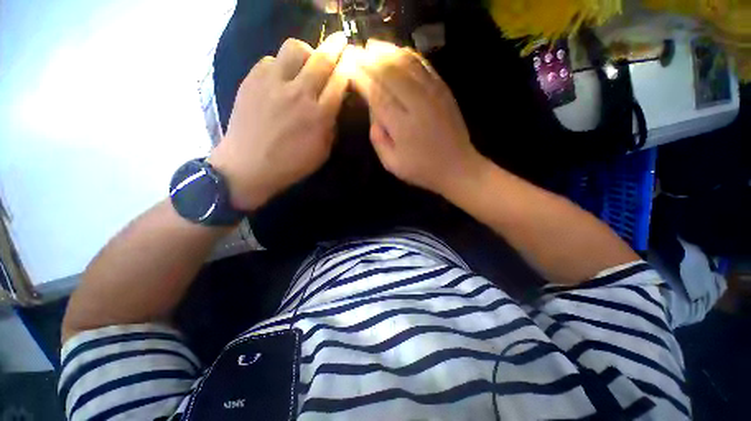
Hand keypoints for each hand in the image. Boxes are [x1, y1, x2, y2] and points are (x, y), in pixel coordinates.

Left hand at [209, 33, 348, 210]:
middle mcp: (299, 93)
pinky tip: (280, 79)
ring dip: (306, 52)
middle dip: (335, 46)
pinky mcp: (252, 80)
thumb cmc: (290, 165)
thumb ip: (330, 127)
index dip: (348, 68)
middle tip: (340, 42)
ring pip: (294, 48)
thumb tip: (332, 108)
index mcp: (319, 115)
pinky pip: (270, 60)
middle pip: (321, 59)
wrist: (248, 166)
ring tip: (305, 63)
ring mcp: (273, 83)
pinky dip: (279, 65)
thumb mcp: (322, 153)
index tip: (352, 61)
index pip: (339, 82)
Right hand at [349, 41, 486, 197]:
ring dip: (388, 52)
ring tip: (373, 47)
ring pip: (407, 64)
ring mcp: (433, 94)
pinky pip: (424, 66)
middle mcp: (417, 104)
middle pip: (390, 74)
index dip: (361, 79)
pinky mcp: (444, 91)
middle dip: (370, 61)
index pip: (376, 94)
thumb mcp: (392, 164)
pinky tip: (399, 52)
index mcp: (402, 125)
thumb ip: (378, 140)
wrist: (457, 167)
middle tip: (356, 53)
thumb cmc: (422, 170)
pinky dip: (409, 56)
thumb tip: (373, 116)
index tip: (349, 68)